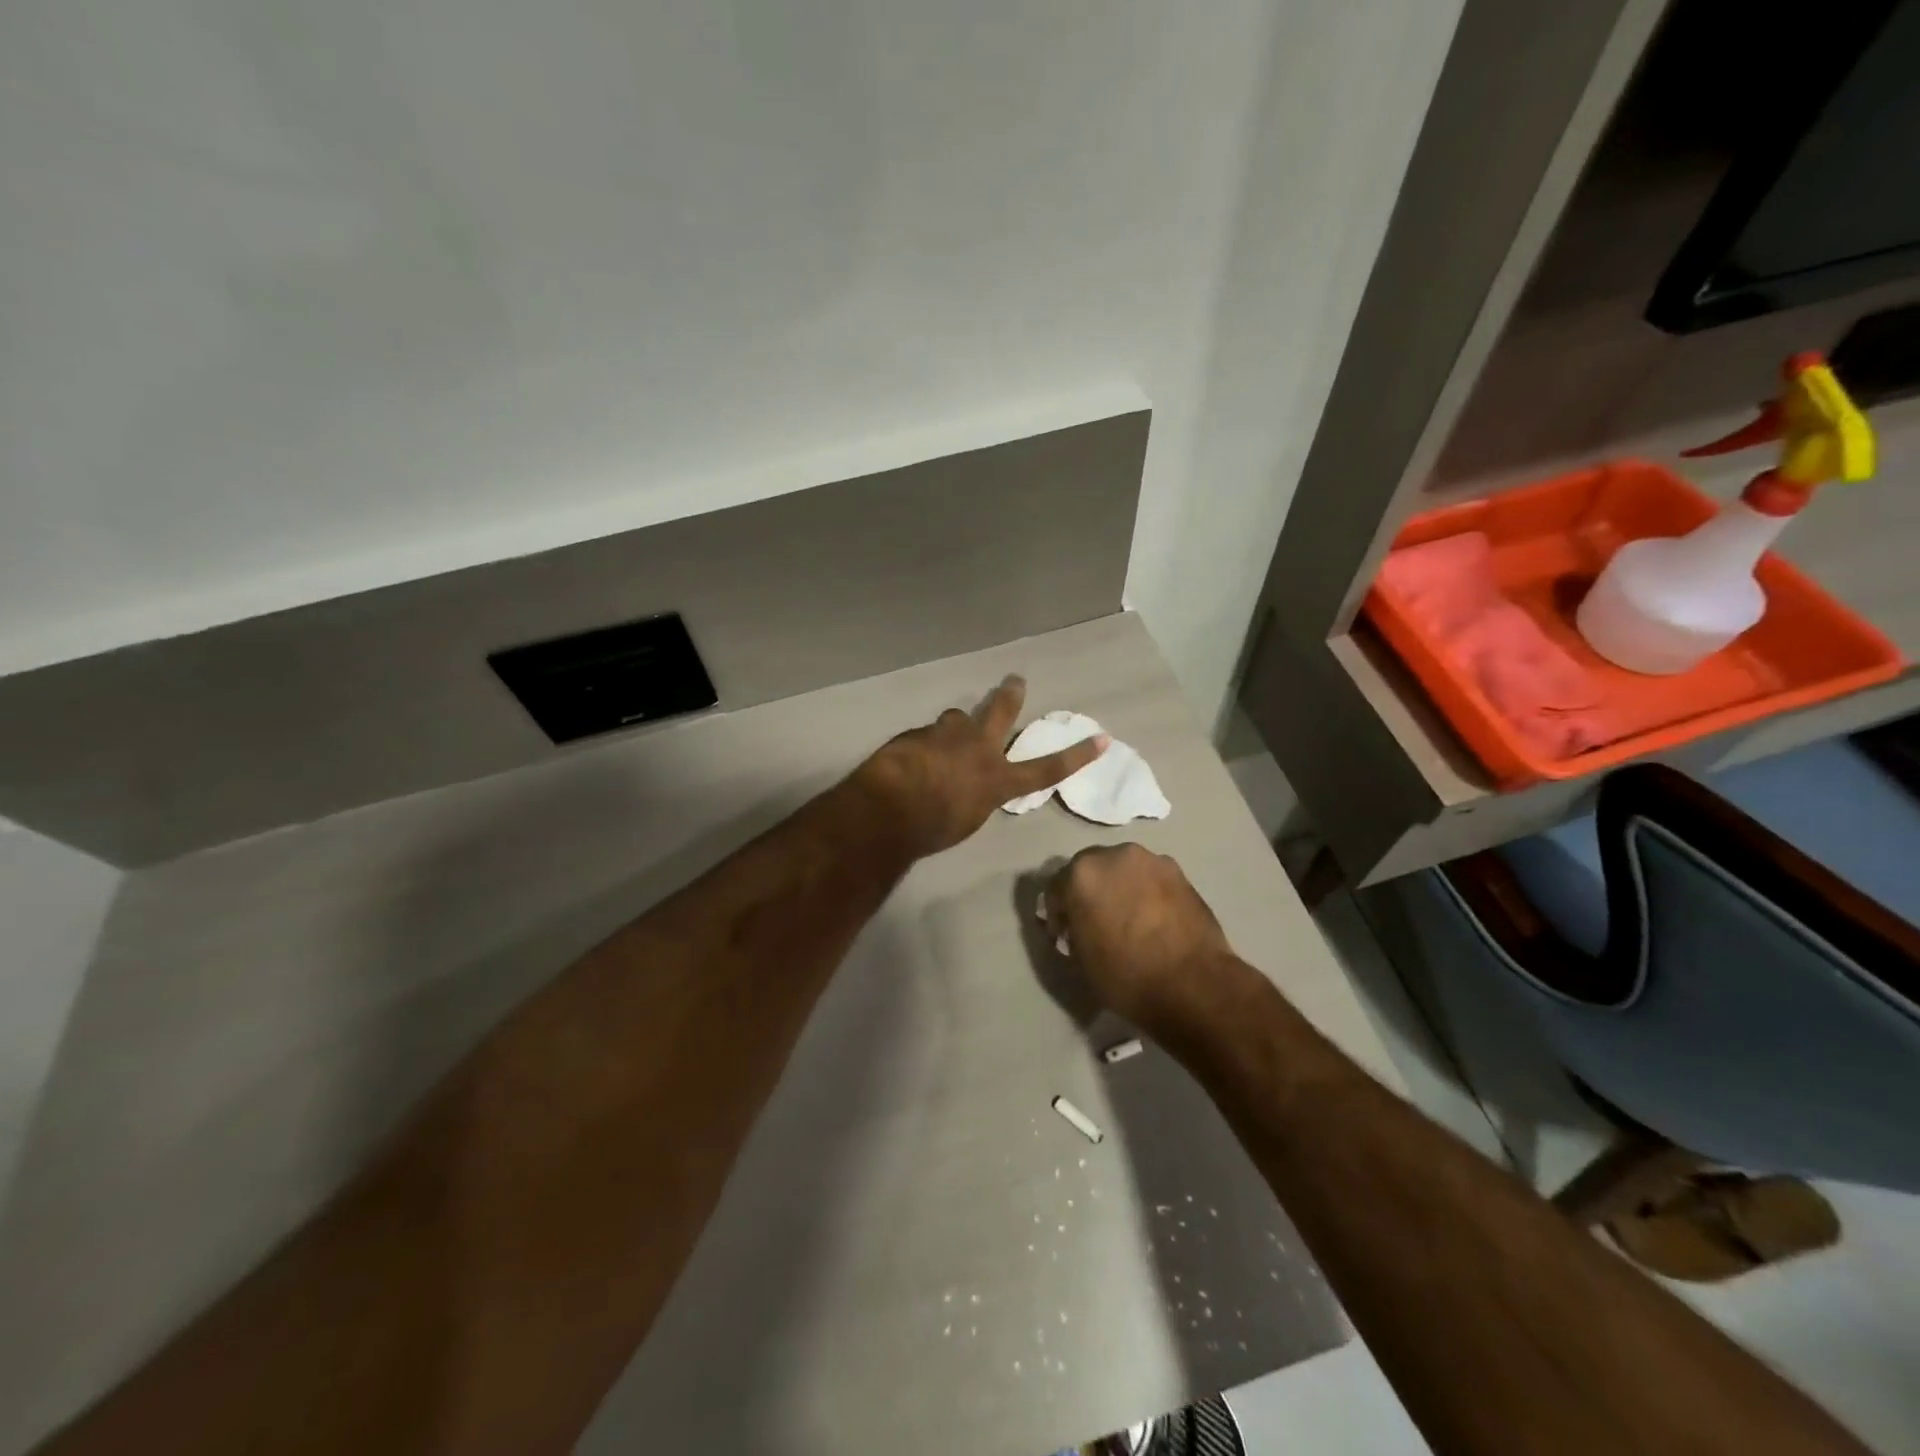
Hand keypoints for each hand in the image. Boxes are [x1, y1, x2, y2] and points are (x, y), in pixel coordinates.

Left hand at [856, 676, 1107, 856]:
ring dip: (954, 728)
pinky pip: (926, 735)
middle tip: (1015, 680)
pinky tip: (908, 760)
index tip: (1101, 739)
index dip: (1076, 756)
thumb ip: (977, 796)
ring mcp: (947, 735)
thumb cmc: (932, 828)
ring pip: (956, 719)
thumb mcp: (968, 820)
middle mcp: (978, 749)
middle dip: (1011, 695)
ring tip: (943, 740)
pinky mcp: (918, 732)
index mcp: (997, 780)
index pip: (1046, 769)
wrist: (888, 808)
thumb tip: (972, 783)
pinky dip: (922, 745)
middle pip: (1001, 712)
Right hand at [1044, 845, 1234, 1031]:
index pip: (1056, 887)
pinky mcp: (1180, 873)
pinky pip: (1150, 879)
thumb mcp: (1080, 959)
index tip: (1065, 935)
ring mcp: (1151, 860)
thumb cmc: (1126, 975)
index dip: (1058, 913)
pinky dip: (1145, 892)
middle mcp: (1115, 855)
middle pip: (1090, 869)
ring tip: (1128, 919)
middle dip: (1088, 892)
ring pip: (1123, 870)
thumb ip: (1072, 930)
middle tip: (1095, 922)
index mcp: (1082, 874)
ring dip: (1118, 888)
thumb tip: (1078, 924)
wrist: (1193, 985)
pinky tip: (1152, 919)